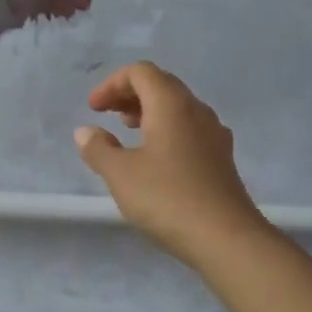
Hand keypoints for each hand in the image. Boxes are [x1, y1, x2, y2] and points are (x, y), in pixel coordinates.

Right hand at [75, 62, 270, 267]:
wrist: (226, 239)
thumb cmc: (167, 198)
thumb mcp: (120, 174)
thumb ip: (98, 148)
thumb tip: (85, 131)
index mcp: (171, 105)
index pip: (141, 72)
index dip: (112, 84)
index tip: (93, 109)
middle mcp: (196, 110)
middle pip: (161, 84)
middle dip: (130, 94)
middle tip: (107, 115)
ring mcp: (214, 134)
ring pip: (178, 107)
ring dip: (149, 111)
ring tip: (128, 133)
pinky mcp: (221, 158)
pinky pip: (190, 128)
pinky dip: (166, 130)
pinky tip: (156, 158)